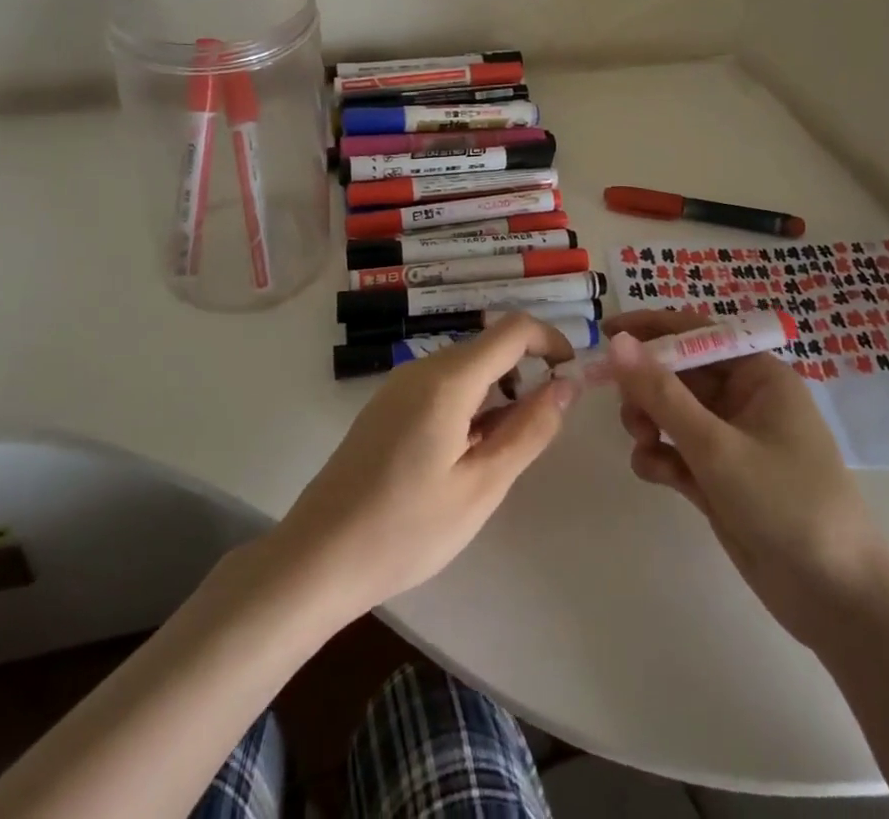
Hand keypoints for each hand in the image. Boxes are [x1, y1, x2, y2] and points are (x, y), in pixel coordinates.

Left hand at [273, 314, 576, 619]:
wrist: (318, 557)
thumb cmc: (406, 530)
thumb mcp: (481, 487)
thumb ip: (529, 430)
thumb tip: (566, 384)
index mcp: (447, 380)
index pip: (513, 329)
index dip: (551, 341)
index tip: (571, 377)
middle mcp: (422, 368)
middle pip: (489, 347)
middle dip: (524, 374)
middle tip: (536, 434)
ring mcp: (399, 385)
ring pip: (466, 367)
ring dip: (496, 393)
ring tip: (496, 454)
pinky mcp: (387, 405)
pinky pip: (441, 385)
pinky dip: (469, 404)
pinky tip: (462, 456)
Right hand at [606, 311, 888, 652]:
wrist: (837, 602)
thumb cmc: (786, 503)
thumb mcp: (717, 446)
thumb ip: (661, 393)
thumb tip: (618, 343)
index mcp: (758, 375)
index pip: (696, 333)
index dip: (651, 329)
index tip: (605, 332)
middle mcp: (745, 400)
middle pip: (679, 373)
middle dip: (646, 386)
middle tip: (625, 409)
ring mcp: (732, 441)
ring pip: (673, 412)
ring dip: (649, 421)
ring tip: (641, 442)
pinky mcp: (721, 479)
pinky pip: (679, 451)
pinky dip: (660, 456)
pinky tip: (652, 472)